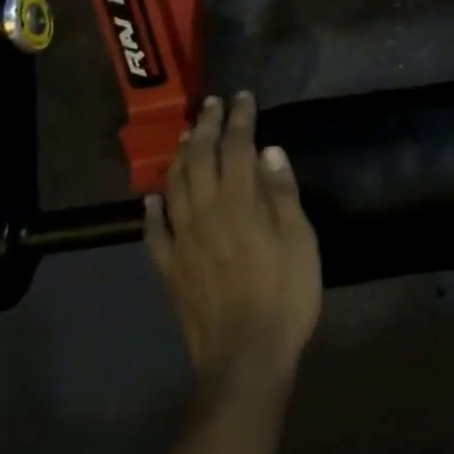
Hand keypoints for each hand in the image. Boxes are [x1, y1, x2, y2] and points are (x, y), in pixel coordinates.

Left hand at [145, 92, 321, 393]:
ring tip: (188, 136)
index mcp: (240, 203)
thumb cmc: (285, 295)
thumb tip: (269, 151)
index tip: (244, 96)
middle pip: (201, 159)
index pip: (237, 147)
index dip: (240, 118)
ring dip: (181, 157)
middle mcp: (205, 213)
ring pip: (174, 187)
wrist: (244, 357)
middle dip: (208, 127)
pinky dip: (152, 209)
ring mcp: (182, 241)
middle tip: (213, 104)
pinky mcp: (170, 269)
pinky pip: (154, 232)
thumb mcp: (300, 241)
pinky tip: (152, 197)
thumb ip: (282, 194)